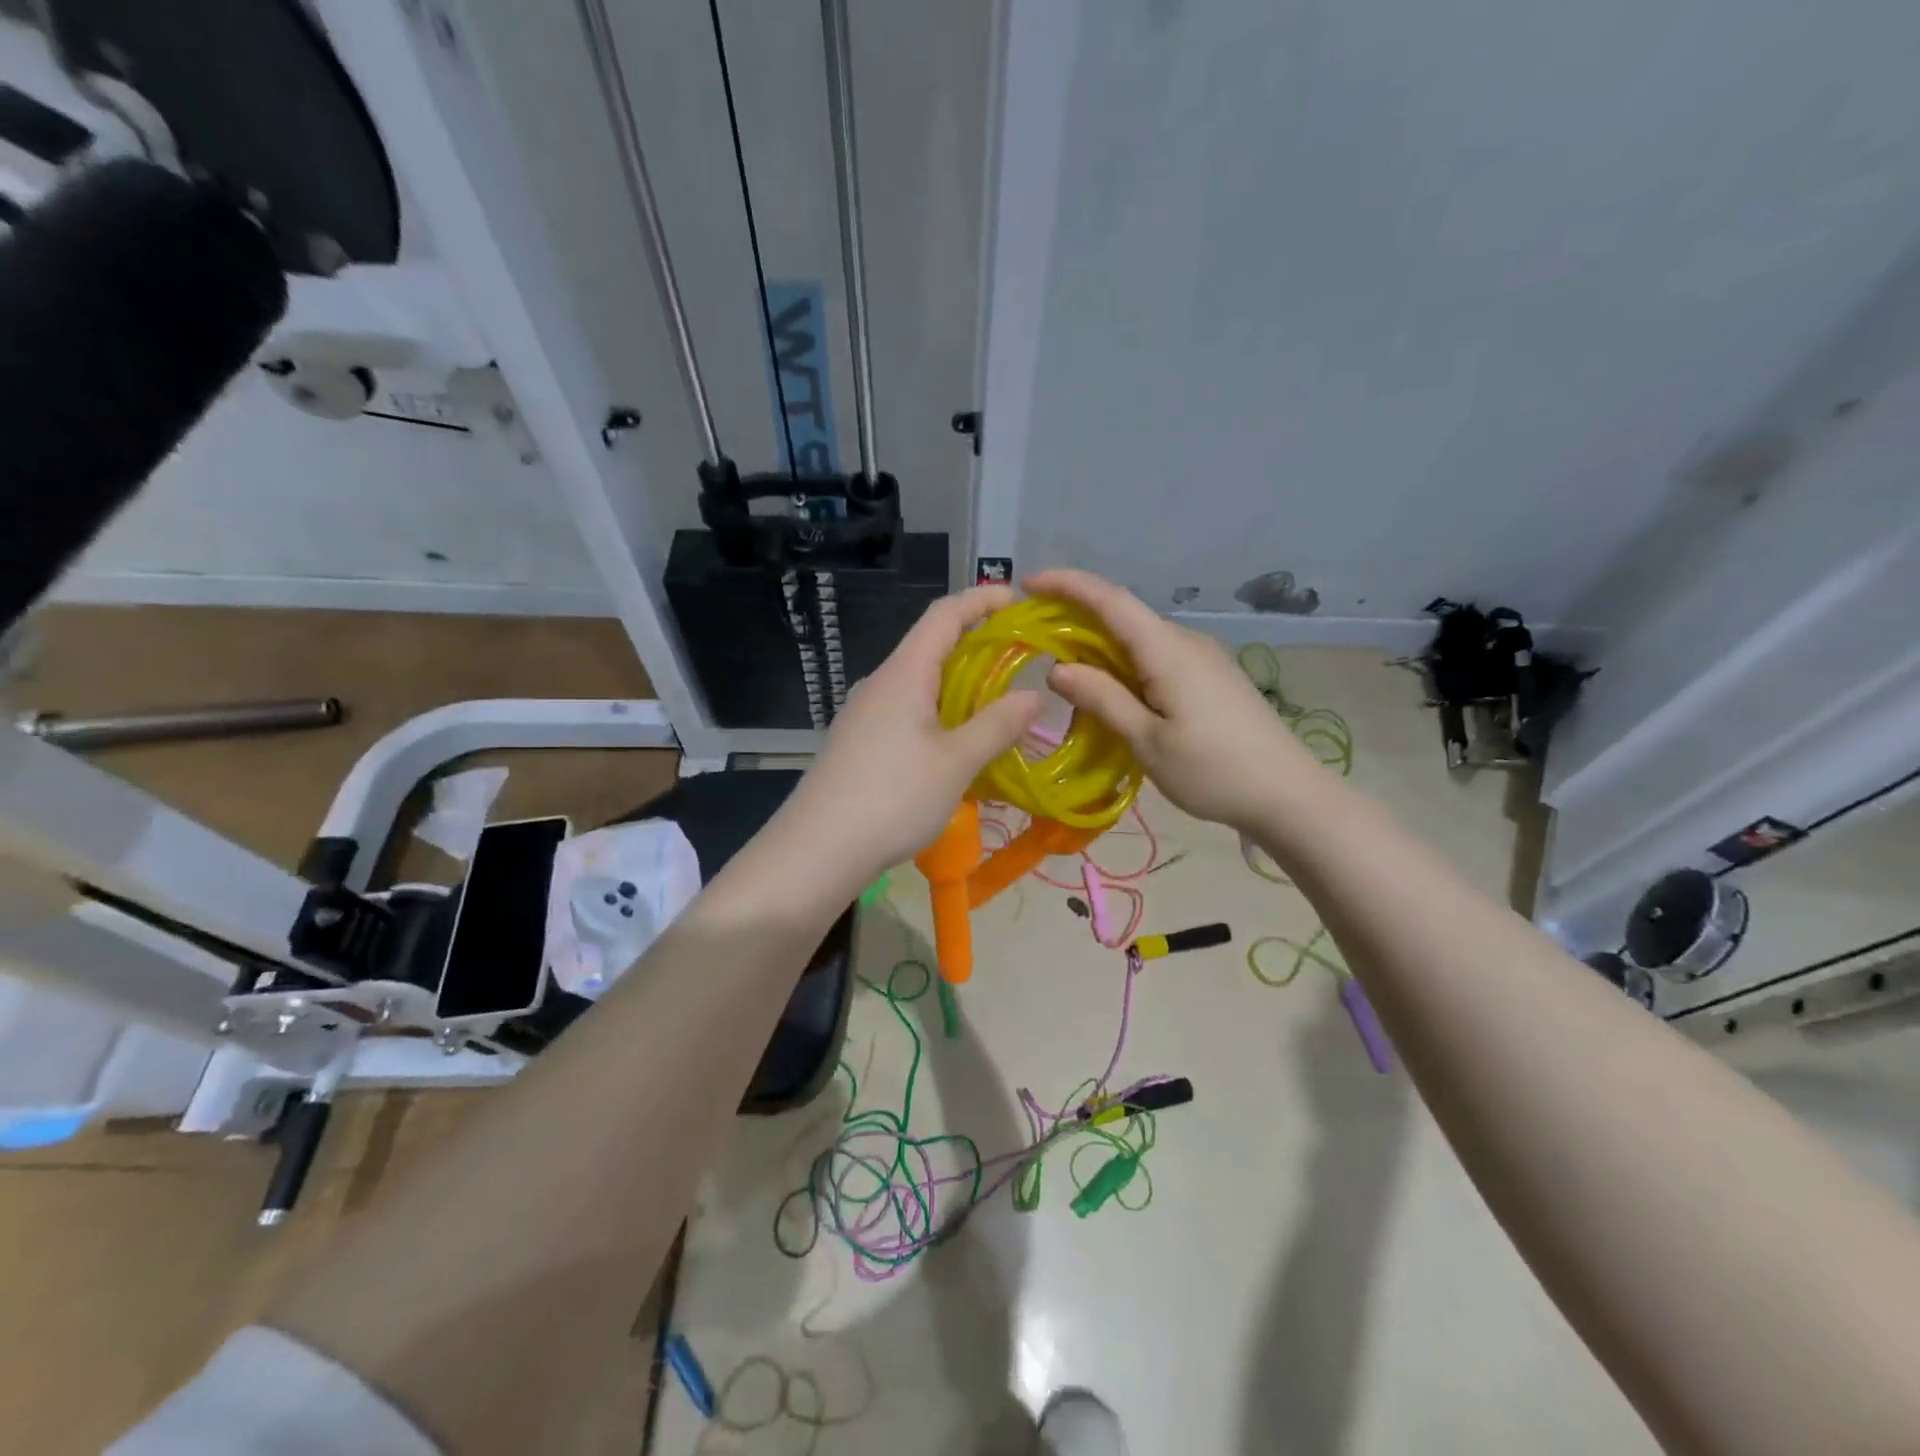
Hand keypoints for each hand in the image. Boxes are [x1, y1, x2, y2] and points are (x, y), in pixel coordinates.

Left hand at [781, 584, 1040, 884]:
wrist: (816, 850)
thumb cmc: (891, 798)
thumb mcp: (956, 763)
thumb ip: (997, 725)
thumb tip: (1035, 695)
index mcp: (903, 673)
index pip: (944, 614)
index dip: (981, 599)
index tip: (1019, 599)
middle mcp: (880, 684)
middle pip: (931, 646)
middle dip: (977, 645)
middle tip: (1022, 659)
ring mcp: (864, 715)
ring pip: (920, 684)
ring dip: (960, 685)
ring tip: (998, 704)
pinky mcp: (859, 744)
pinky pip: (907, 712)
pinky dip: (940, 714)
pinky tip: (958, 745)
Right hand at [1027, 567, 1324, 832]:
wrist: (1288, 794)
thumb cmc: (1214, 771)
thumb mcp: (1148, 741)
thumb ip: (1103, 700)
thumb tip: (1058, 669)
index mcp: (1168, 651)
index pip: (1111, 601)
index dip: (1069, 585)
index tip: (1027, 583)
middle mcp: (1185, 642)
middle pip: (1123, 616)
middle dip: (1076, 618)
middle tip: (1033, 639)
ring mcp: (1202, 658)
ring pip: (1139, 639)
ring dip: (1100, 646)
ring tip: (1065, 673)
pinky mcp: (1211, 676)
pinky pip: (1156, 657)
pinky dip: (1124, 664)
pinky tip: (1112, 691)